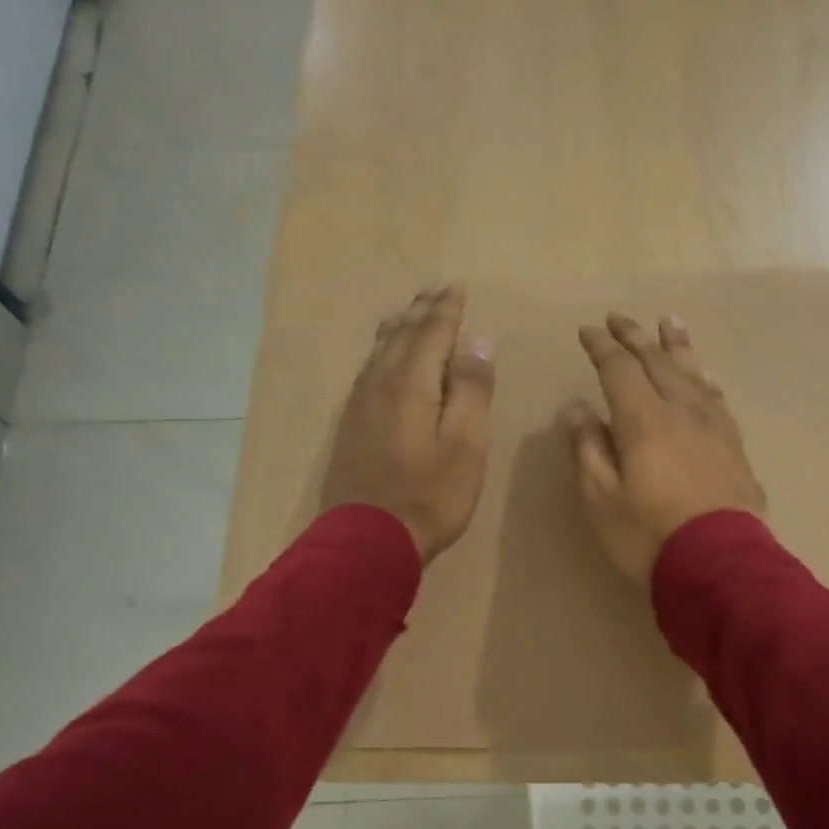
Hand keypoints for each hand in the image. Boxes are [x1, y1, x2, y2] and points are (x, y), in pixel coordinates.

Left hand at [322, 286, 495, 564]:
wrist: (367, 540)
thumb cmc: (429, 494)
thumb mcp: (466, 444)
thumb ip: (472, 390)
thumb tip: (477, 341)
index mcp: (411, 382)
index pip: (431, 332)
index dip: (446, 310)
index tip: (456, 288)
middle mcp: (380, 383)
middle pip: (402, 336)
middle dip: (421, 311)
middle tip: (434, 290)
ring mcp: (360, 405)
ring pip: (380, 352)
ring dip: (398, 328)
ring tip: (408, 313)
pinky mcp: (351, 426)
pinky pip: (368, 372)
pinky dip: (382, 354)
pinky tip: (383, 360)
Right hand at [561, 312, 764, 583]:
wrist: (721, 564)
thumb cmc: (649, 534)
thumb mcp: (601, 497)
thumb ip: (588, 448)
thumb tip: (577, 408)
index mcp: (643, 419)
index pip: (618, 368)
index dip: (601, 347)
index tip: (587, 331)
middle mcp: (680, 410)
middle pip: (656, 360)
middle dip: (634, 337)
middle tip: (618, 318)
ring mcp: (713, 425)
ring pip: (692, 371)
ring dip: (676, 344)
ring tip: (669, 321)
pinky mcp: (734, 443)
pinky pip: (716, 396)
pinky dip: (703, 377)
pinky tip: (704, 376)